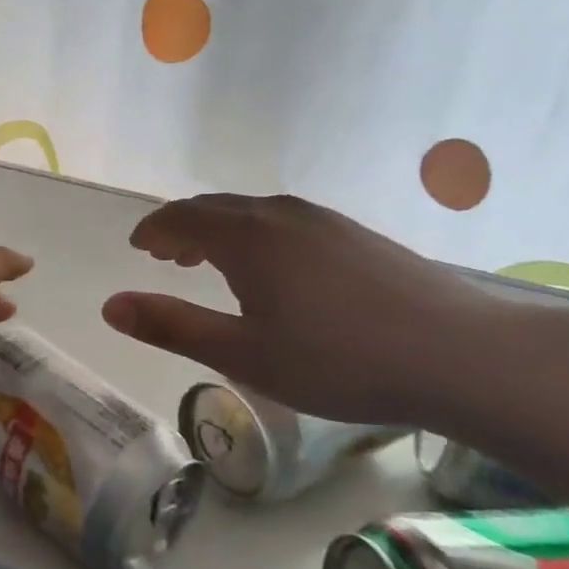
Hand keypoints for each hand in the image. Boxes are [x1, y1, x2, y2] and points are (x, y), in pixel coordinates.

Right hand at [101, 194, 522, 429]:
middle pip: (216, 209)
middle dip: (182, 228)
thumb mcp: (243, 355)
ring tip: (209, 261)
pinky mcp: (354, 234)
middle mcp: (280, 215)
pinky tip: (272, 269)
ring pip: (253, 213)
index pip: (182, 218)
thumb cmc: (337, 359)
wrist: (458, 352)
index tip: (137, 246)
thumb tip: (110, 305)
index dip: (153, 230)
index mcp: (246, 237)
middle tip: (165, 255)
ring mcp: (323, 220)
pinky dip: (255, 235)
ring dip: (219, 230)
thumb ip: (172, 326)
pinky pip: (284, 222)